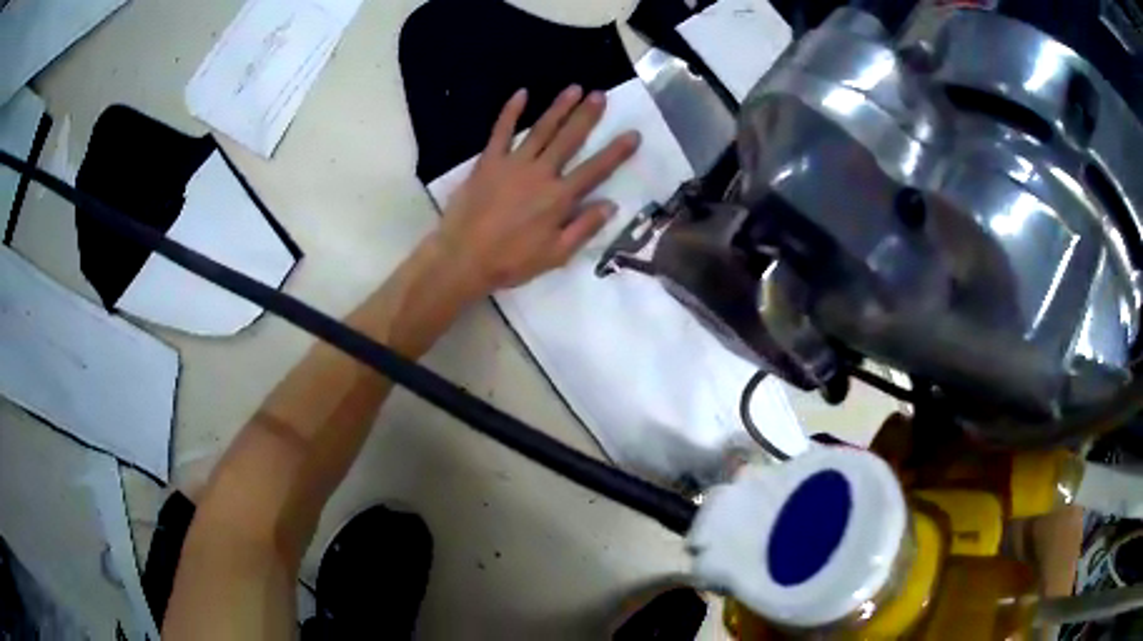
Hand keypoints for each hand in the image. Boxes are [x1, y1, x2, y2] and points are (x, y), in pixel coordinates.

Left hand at [435, 85, 640, 297]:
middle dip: (587, 116)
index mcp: (559, 198)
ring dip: (559, 107)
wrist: (463, 258)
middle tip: (600, 95)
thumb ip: (584, 228)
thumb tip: (611, 204)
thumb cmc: (511, 261)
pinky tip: (522, 93)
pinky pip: (501, 131)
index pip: (596, 170)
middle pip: (569, 139)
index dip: (617, 151)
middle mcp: (540, 173)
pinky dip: (511, 111)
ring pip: (541, 129)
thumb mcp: (556, 255)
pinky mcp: (488, 161)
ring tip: (574, 88)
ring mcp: (513, 164)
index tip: (633, 133)